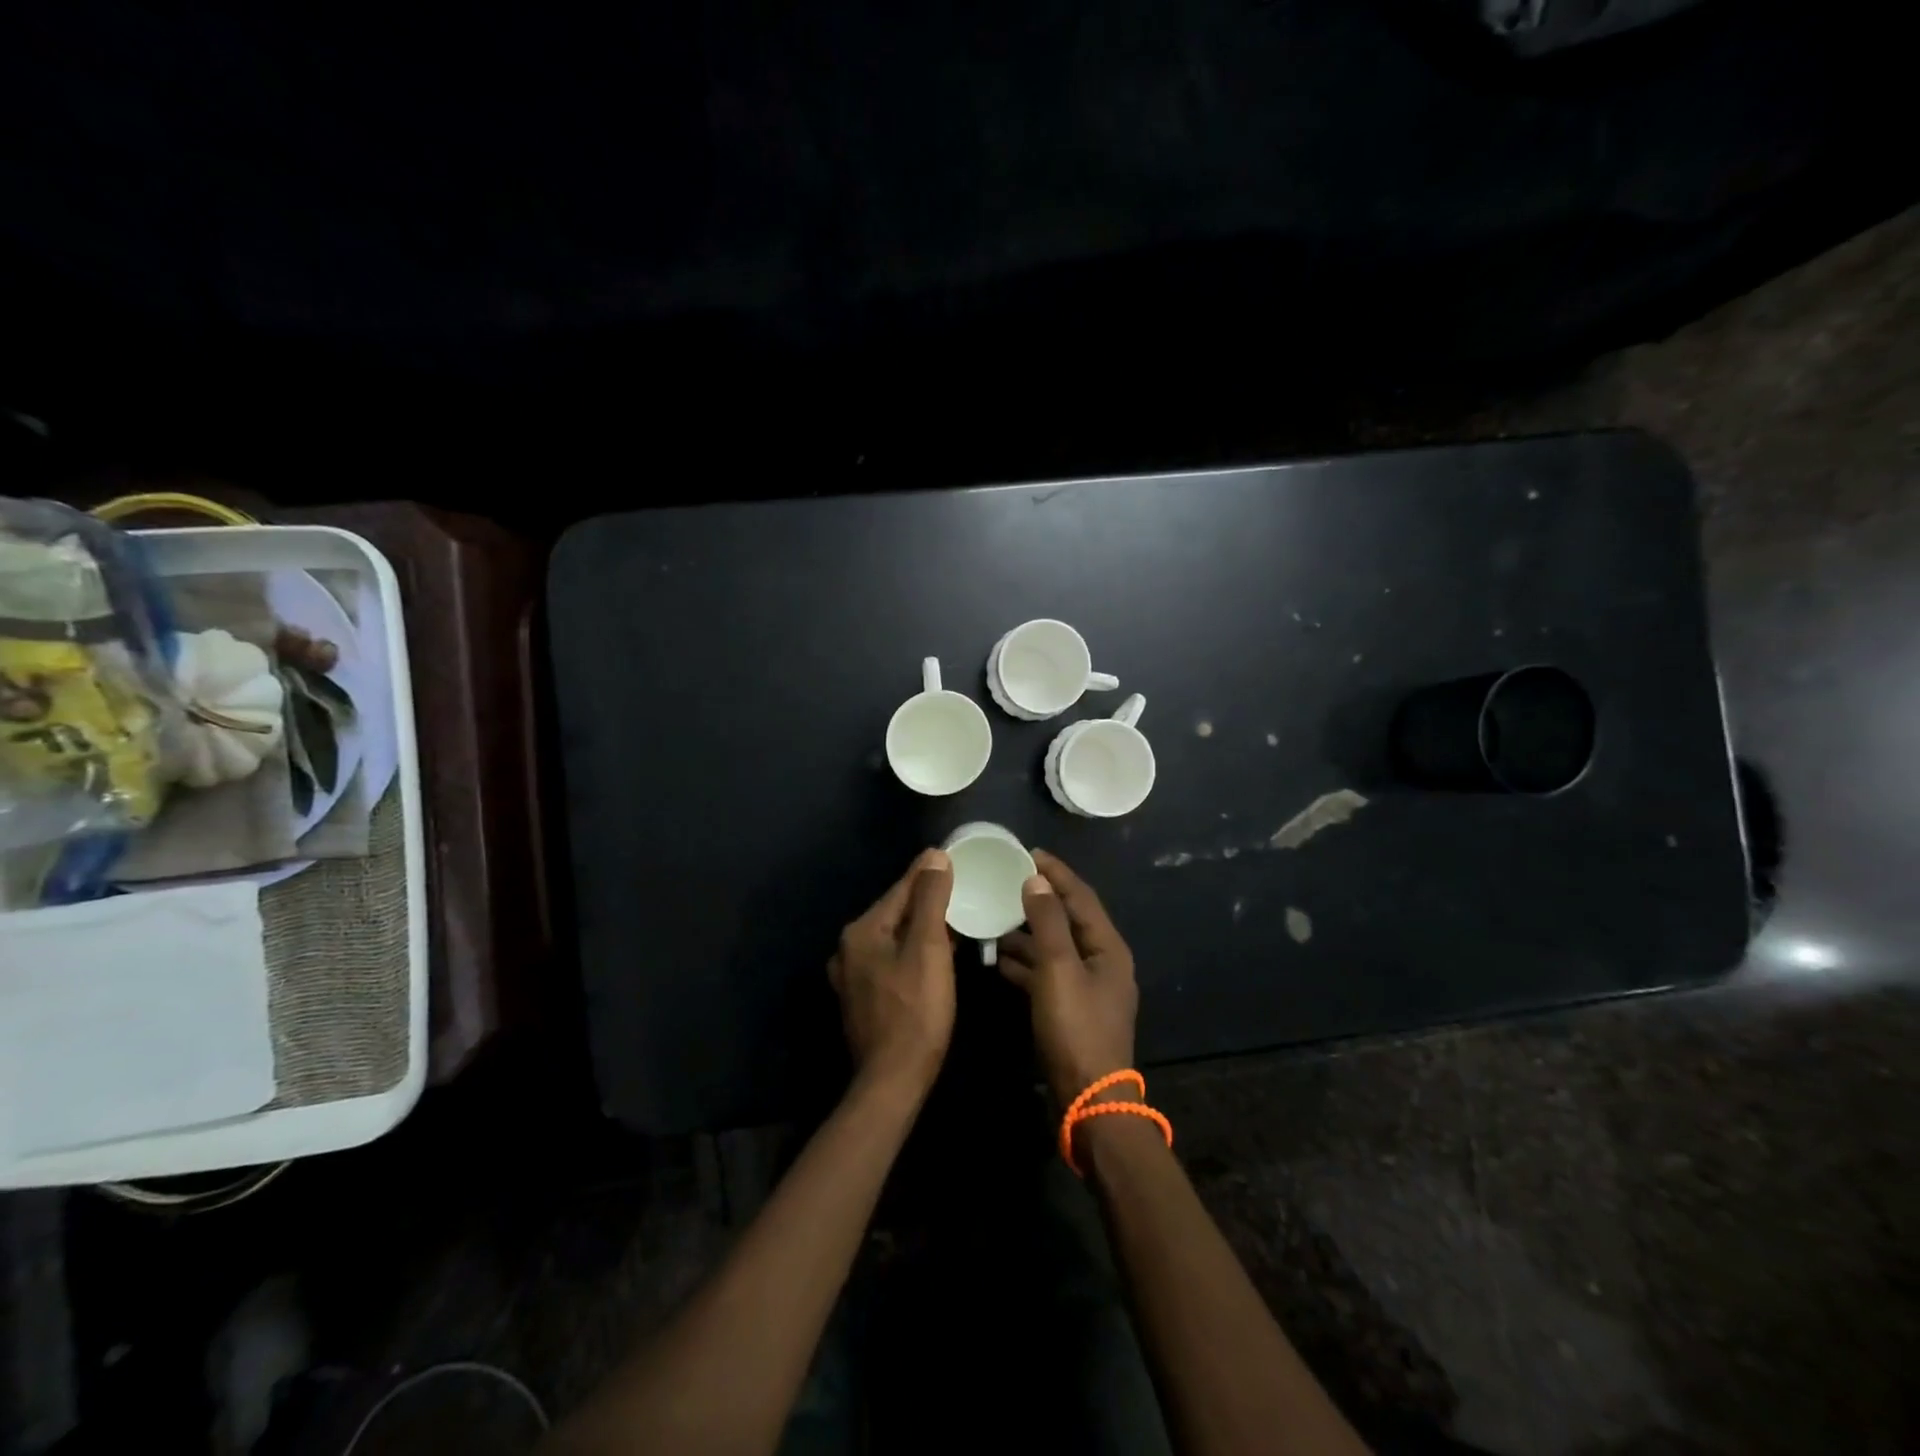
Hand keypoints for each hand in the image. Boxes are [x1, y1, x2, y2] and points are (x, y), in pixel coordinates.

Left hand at [828, 848, 955, 1096]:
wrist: (893, 1080)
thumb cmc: (916, 1011)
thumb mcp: (929, 949)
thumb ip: (930, 899)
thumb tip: (934, 856)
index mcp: (861, 931)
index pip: (901, 889)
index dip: (929, 872)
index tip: (953, 856)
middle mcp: (849, 948)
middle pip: (895, 912)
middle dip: (926, 899)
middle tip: (961, 886)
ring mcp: (853, 975)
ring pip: (894, 937)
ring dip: (922, 926)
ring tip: (955, 917)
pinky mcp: (863, 997)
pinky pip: (891, 960)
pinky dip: (913, 950)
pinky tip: (936, 954)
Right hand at [997, 851, 1138, 1108]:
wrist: (1089, 1100)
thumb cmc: (1076, 1028)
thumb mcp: (1058, 969)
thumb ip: (1047, 922)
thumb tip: (1036, 880)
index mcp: (1107, 947)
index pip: (1081, 896)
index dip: (1056, 873)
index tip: (1029, 852)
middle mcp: (1101, 962)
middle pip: (1068, 920)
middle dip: (1037, 902)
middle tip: (1006, 883)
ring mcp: (1087, 988)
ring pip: (1054, 948)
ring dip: (1027, 934)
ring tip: (994, 919)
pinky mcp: (1071, 1010)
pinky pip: (1047, 974)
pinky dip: (1026, 964)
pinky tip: (998, 960)